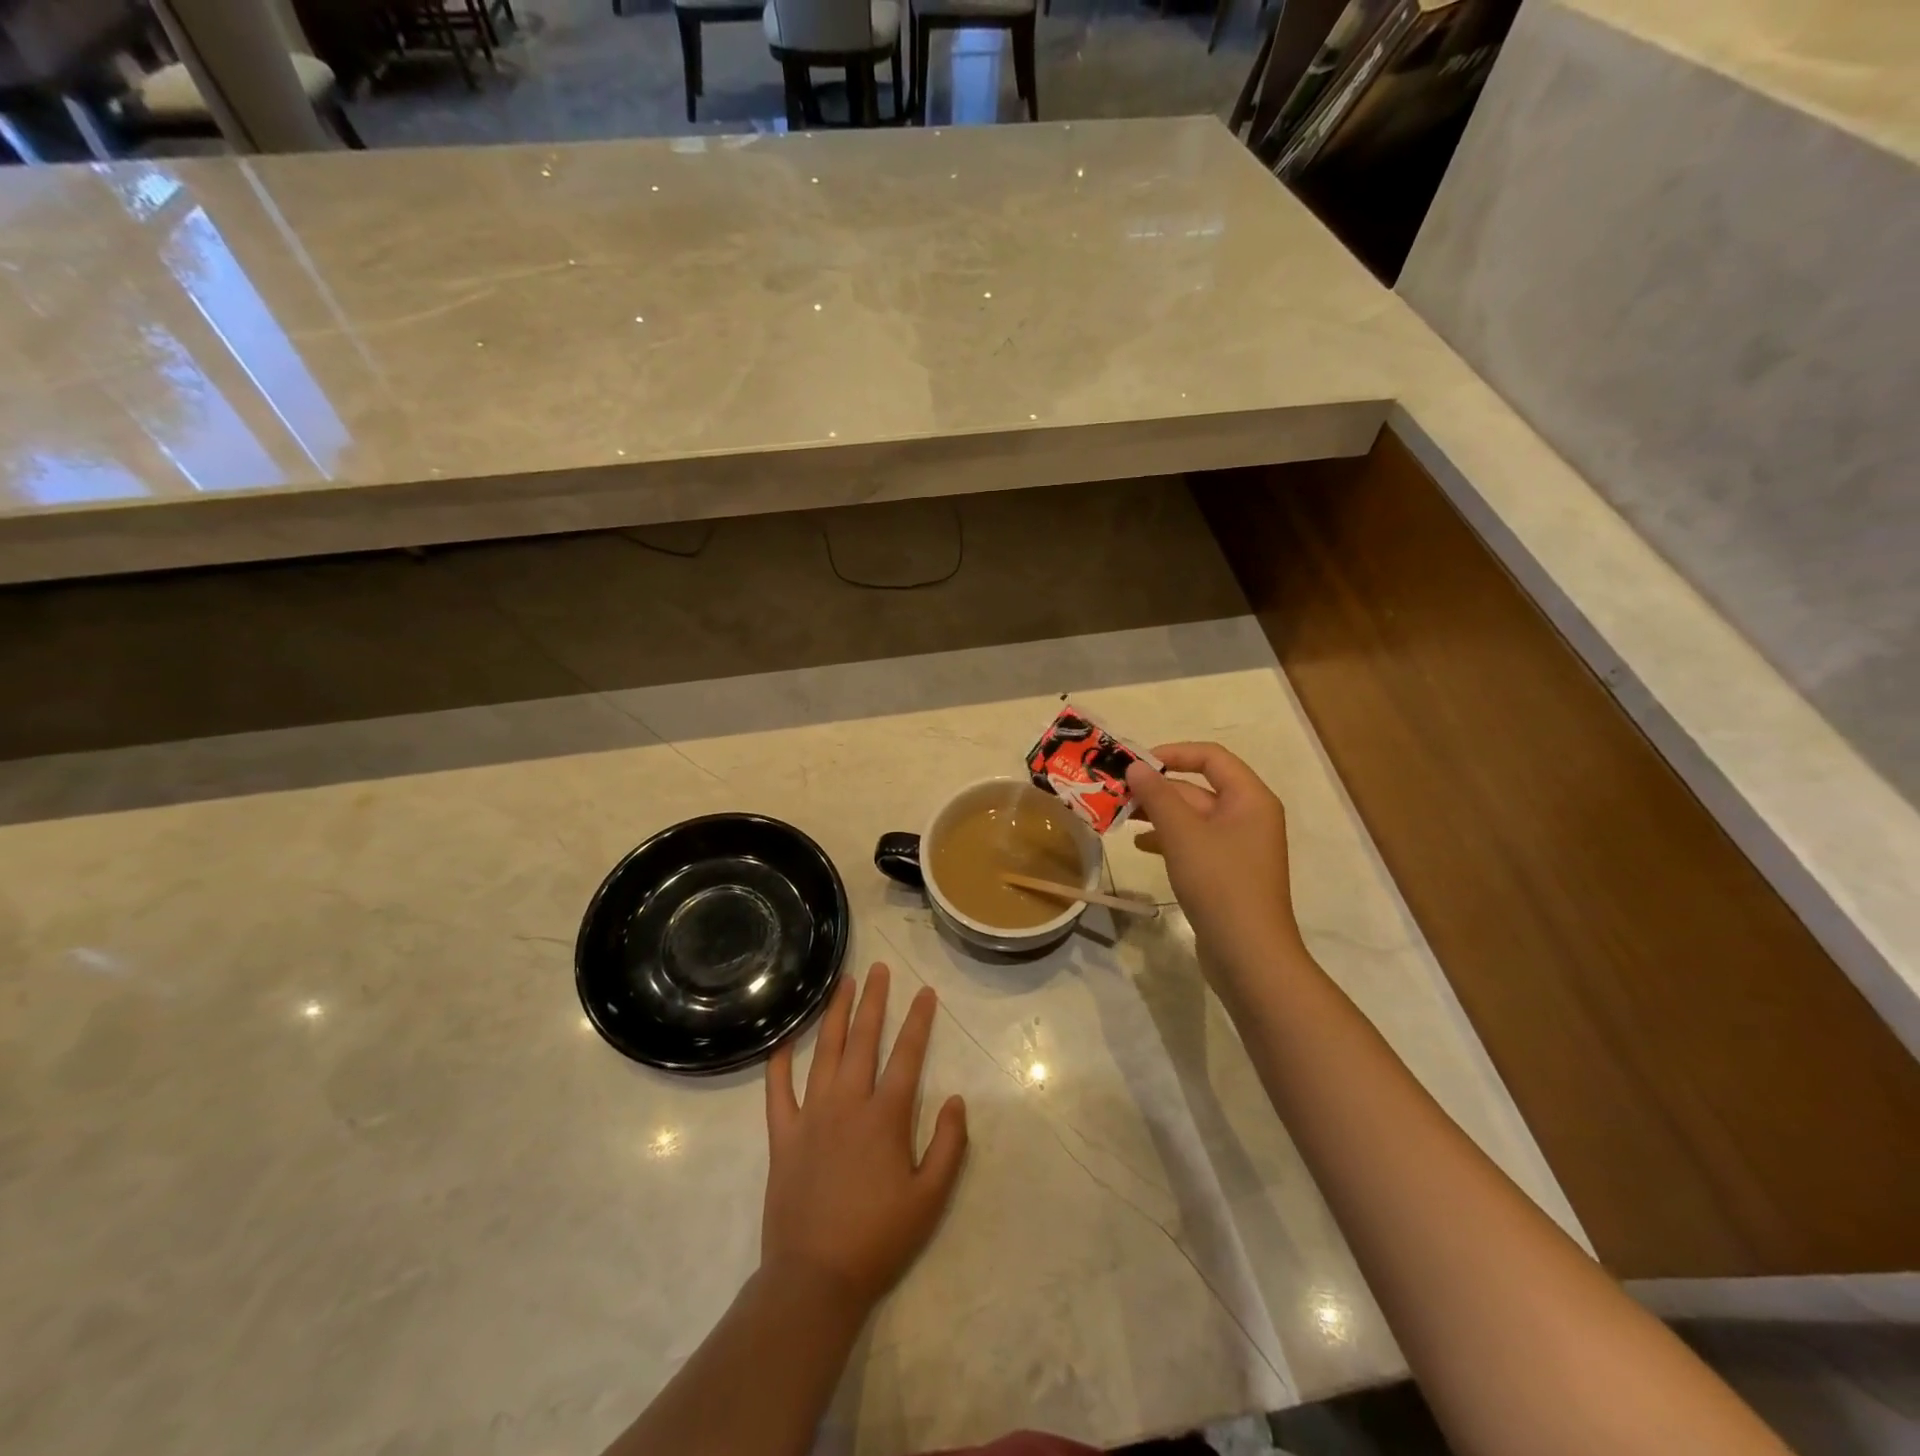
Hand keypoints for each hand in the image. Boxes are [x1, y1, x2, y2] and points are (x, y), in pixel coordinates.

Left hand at [762, 965, 968, 1317]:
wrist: (815, 1278)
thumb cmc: (878, 1237)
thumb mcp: (930, 1198)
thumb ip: (949, 1145)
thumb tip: (956, 1099)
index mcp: (885, 1116)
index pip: (907, 1054)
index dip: (918, 1020)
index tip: (925, 991)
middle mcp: (848, 1103)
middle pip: (862, 1039)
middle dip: (873, 1000)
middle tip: (877, 968)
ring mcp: (811, 1115)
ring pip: (823, 1051)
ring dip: (833, 1014)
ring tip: (841, 984)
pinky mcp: (782, 1134)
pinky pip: (778, 1090)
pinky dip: (780, 1062)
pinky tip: (783, 1039)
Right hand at [1127, 743, 1305, 990]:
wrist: (1248, 955)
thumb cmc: (1220, 883)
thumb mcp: (1183, 834)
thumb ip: (1158, 795)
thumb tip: (1136, 766)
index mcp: (1250, 798)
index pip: (1210, 757)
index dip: (1172, 753)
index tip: (1135, 763)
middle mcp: (1248, 816)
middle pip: (1198, 788)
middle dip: (1157, 788)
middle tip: (1115, 791)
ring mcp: (1238, 847)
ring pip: (1192, 817)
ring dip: (1157, 813)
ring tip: (1120, 816)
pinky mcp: (1226, 872)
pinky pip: (1194, 842)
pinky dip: (1167, 839)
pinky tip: (1141, 846)